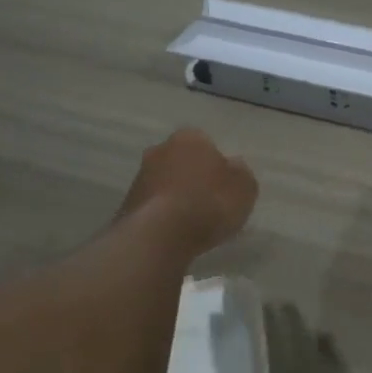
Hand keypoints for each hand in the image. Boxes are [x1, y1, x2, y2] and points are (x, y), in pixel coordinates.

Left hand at [118, 128, 258, 254]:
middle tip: (208, 202)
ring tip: (191, 223)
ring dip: (175, 197)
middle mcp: (160, 149)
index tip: (224, 187)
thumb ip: (240, 174)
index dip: (217, 165)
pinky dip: (162, 215)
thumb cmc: (208, 203)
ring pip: (164, 183)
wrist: (159, 234)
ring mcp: (139, 176)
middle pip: (181, 161)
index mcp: (189, 138)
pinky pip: (153, 206)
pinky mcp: (127, 203)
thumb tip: (234, 167)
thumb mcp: (244, 188)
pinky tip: (174, 233)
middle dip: (192, 177)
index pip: (206, 144)